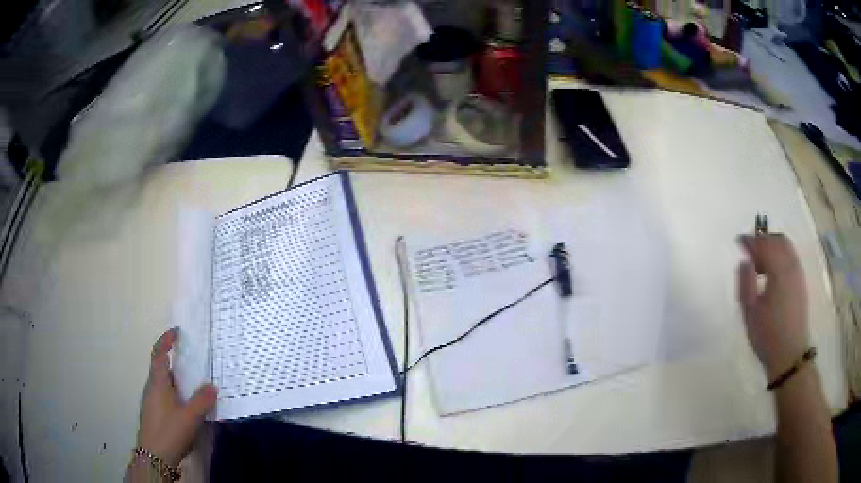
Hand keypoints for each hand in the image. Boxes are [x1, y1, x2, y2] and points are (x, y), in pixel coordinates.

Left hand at [136, 328, 217, 466]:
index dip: (166, 340)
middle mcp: (152, 387)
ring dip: (175, 379)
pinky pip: (163, 394)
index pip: (159, 354)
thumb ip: (202, 400)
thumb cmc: (170, 431)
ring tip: (192, 384)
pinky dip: (174, 392)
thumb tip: (211, 385)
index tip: (177, 332)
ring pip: (162, 383)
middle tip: (191, 360)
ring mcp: (151, 401)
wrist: (154, 456)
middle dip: (174, 360)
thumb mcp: (190, 417)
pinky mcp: (153, 413)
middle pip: (160, 367)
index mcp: (158, 382)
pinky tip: (185, 406)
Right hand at [738, 234, 809, 380]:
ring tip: (760, 264)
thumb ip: (745, 283)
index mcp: (779, 271)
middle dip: (763, 240)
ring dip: (772, 247)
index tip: (739, 242)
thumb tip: (744, 261)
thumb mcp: (750, 313)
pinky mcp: (801, 283)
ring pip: (786, 248)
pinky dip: (780, 256)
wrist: (790, 356)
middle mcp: (791, 266)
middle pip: (778, 240)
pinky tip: (772, 273)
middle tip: (750, 252)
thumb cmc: (767, 336)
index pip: (764, 245)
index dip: (750, 241)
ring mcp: (798, 274)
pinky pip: (791, 258)